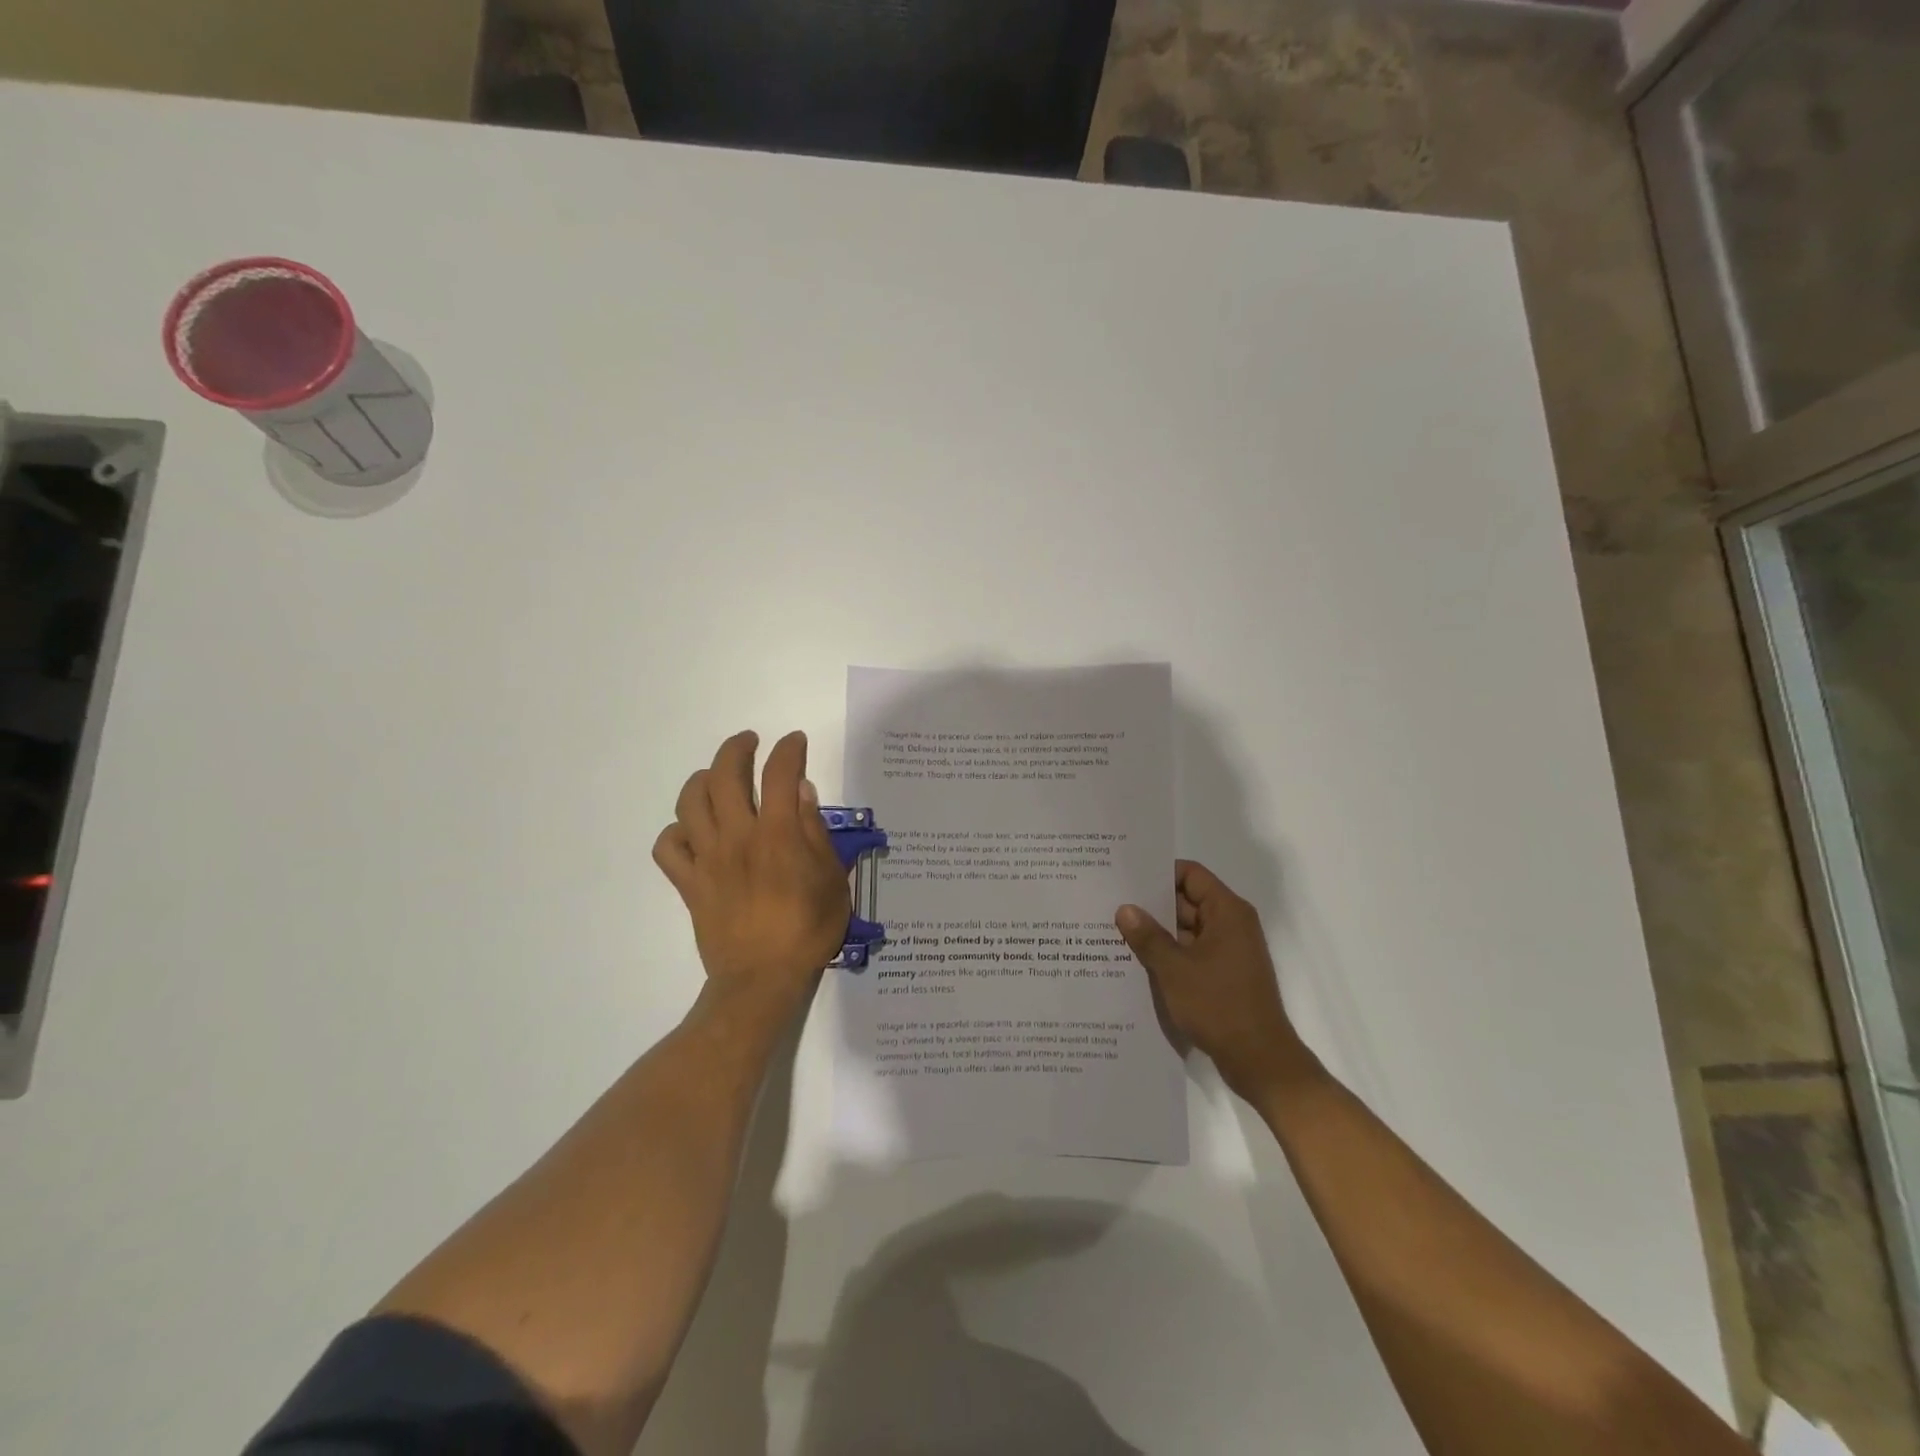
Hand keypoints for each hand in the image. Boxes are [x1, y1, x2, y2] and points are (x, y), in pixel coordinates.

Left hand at [653, 730, 850, 1013]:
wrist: (762, 979)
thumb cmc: (807, 930)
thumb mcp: (832, 880)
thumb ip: (815, 831)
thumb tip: (801, 791)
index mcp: (778, 834)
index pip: (779, 773)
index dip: (788, 749)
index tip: (795, 742)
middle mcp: (737, 836)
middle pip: (725, 775)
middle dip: (737, 748)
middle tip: (750, 743)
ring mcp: (707, 859)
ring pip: (690, 802)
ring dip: (702, 779)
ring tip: (716, 778)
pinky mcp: (689, 883)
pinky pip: (668, 847)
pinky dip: (676, 831)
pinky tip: (693, 831)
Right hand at [1116, 860, 1309, 1098]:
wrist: (1259, 1060)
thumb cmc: (1219, 1005)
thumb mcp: (1175, 969)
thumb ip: (1148, 936)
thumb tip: (1125, 908)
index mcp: (1227, 912)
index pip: (1191, 874)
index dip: (1159, 873)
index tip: (1126, 877)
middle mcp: (1231, 925)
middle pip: (1187, 901)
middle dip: (1151, 905)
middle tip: (1111, 903)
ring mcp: (1228, 951)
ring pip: (1186, 930)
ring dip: (1157, 933)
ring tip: (1114, 932)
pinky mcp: (1224, 975)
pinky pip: (1191, 953)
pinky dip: (1169, 954)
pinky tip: (1136, 961)